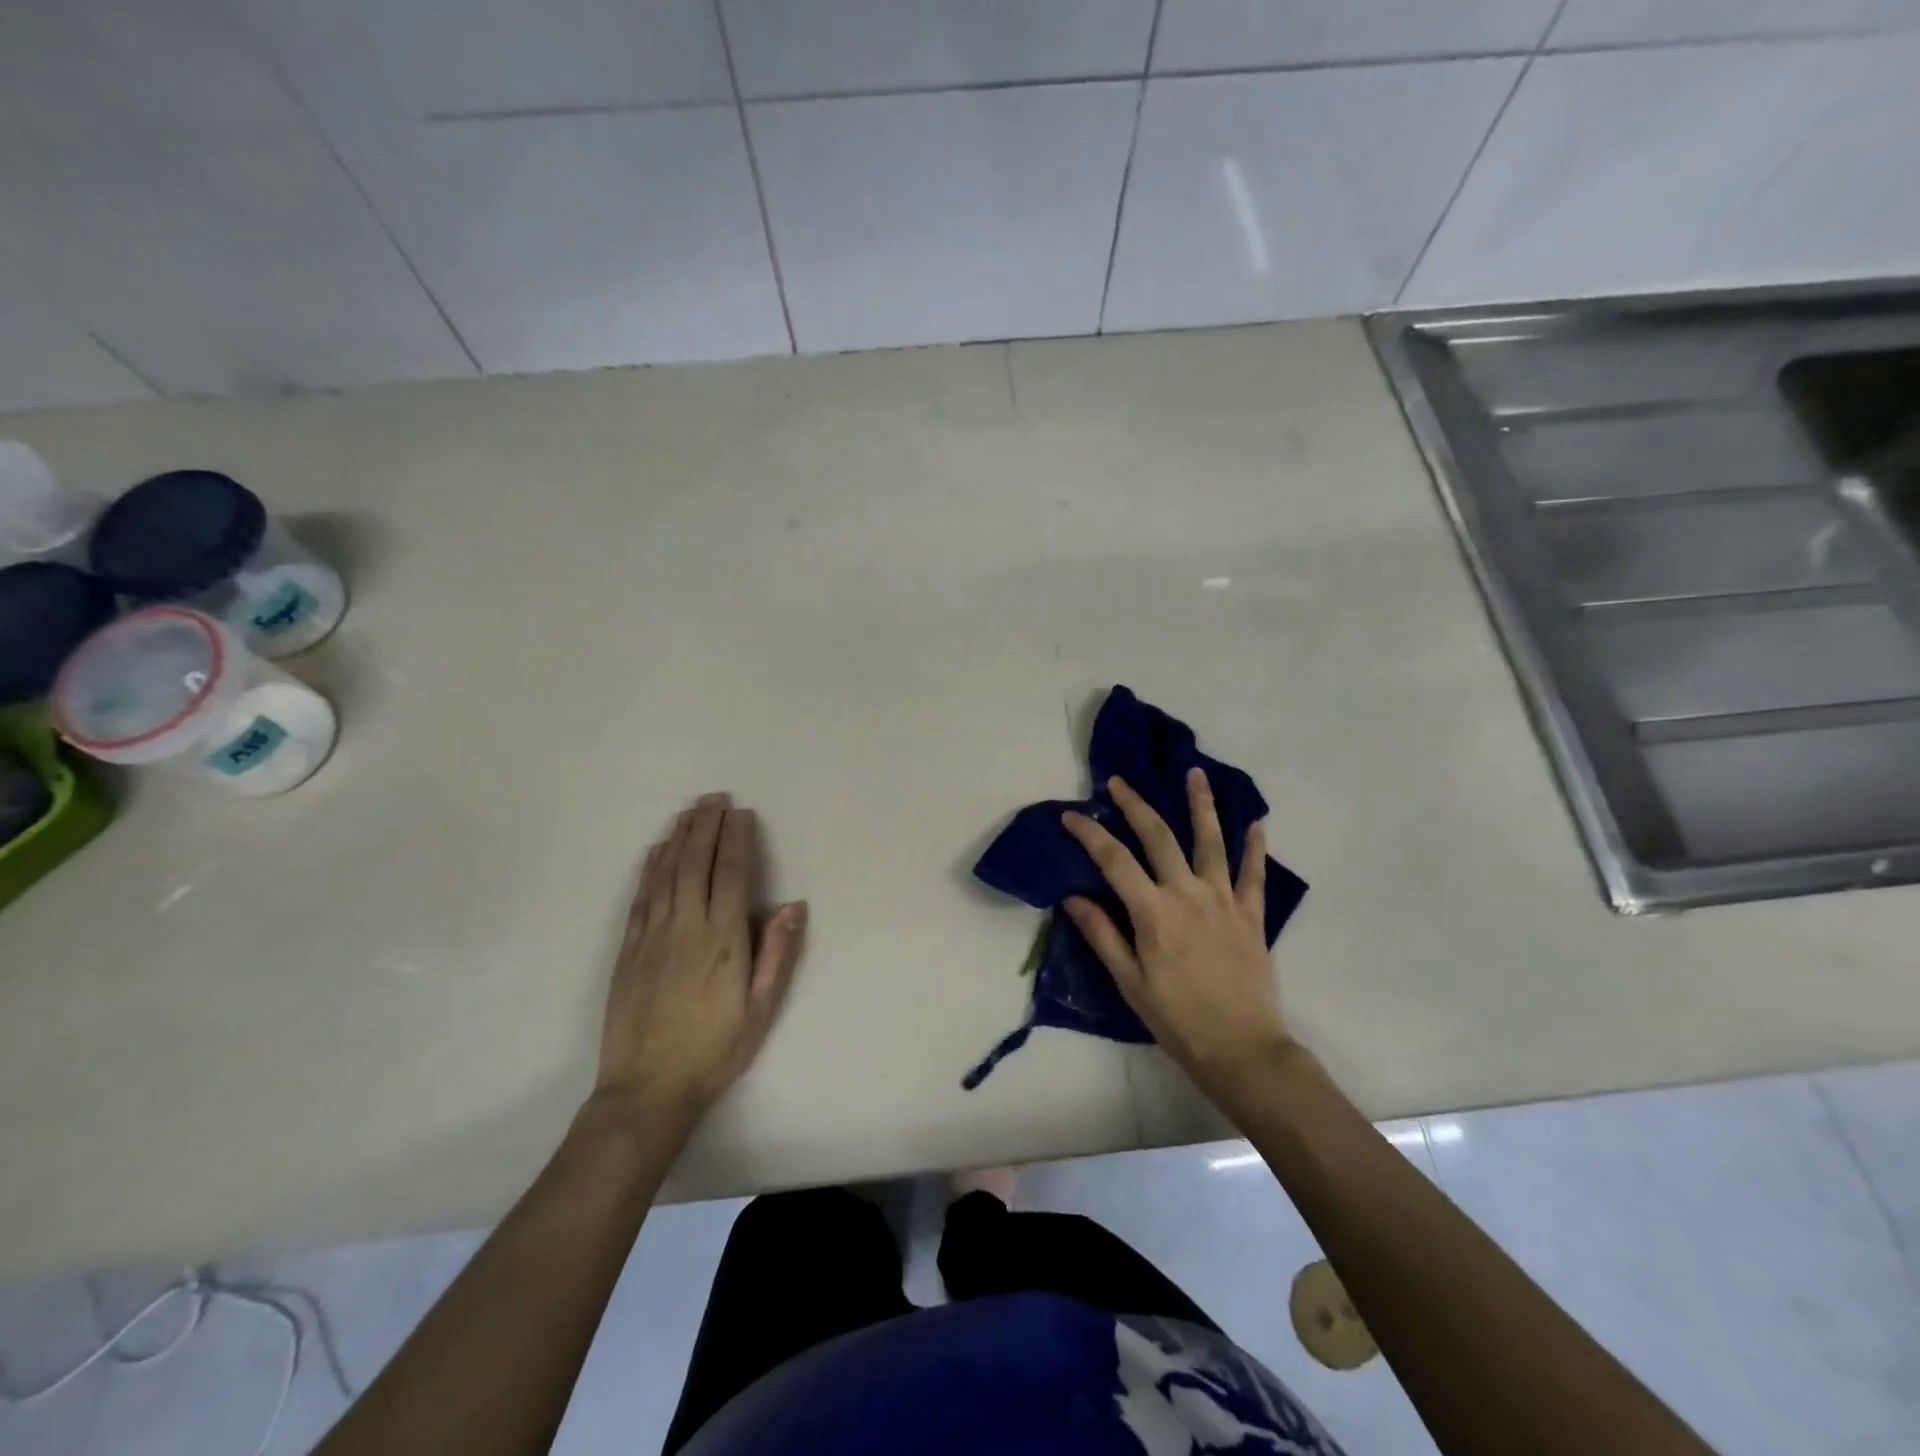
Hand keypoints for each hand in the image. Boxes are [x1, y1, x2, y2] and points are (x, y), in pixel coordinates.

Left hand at [595, 793, 806, 1132]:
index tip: (741, 813)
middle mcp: (685, 926)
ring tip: (689, 811)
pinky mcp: (629, 949)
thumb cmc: (715, 1049)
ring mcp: (652, 935)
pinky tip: (656, 851)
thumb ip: (776, 952)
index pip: (729, 873)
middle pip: (695, 862)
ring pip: (665, 873)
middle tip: (715, 797)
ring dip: (678, 837)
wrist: (647, 1089)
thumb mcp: (761, 1008)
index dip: (735, 839)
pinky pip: (641, 896)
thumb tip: (793, 904)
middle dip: (706, 825)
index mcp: (722, 938)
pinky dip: (650, 868)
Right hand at [1062, 769, 1292, 1098]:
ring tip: (1195, 774)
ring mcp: (1224, 900)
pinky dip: (1255, 848)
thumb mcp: (1130, 982)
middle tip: (1119, 781)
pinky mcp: (1251, 915)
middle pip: (1159, 837)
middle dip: (1136, 804)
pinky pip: (1254, 874)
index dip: (1090, 833)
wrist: (1243, 1049)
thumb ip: (1103, 934)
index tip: (1071, 815)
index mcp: (1154, 912)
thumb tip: (1073, 897)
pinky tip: (1257, 824)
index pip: (1114, 860)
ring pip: (1211, 842)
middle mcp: (1188, 894)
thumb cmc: (1178, 1019)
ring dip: (1202, 805)